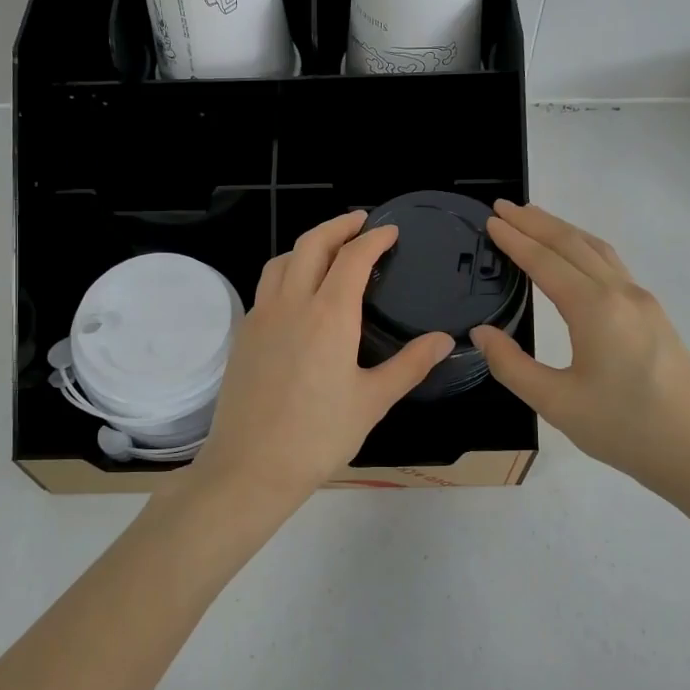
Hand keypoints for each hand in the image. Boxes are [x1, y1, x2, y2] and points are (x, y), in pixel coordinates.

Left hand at [192, 212, 453, 506]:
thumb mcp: (373, 401)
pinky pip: (266, 286)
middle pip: (312, 244)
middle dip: (338, 225)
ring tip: (329, 251)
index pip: (353, 257)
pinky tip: (298, 293)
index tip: (390, 231)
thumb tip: (446, 339)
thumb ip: (410, 364)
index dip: (374, 238)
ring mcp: (261, 316)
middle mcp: (291, 303)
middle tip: (360, 222)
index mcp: (329, 315)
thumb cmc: (319, 436)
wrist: (251, 467)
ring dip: (308, 245)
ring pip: (282, 260)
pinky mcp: (244, 334)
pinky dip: (286, 271)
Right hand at [472, 201, 689, 501]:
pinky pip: (612, 265)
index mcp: (595, 309)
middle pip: (573, 244)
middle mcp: (621, 293)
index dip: (516, 240)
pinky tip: (575, 257)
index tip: (491, 220)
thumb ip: (512, 366)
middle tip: (504, 207)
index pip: (546, 262)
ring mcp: (643, 302)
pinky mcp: (654, 316)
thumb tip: (482, 333)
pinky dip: (584, 248)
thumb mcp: (557, 403)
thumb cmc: (625, 429)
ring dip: (563, 230)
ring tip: (534, 220)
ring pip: (597, 250)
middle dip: (536, 222)